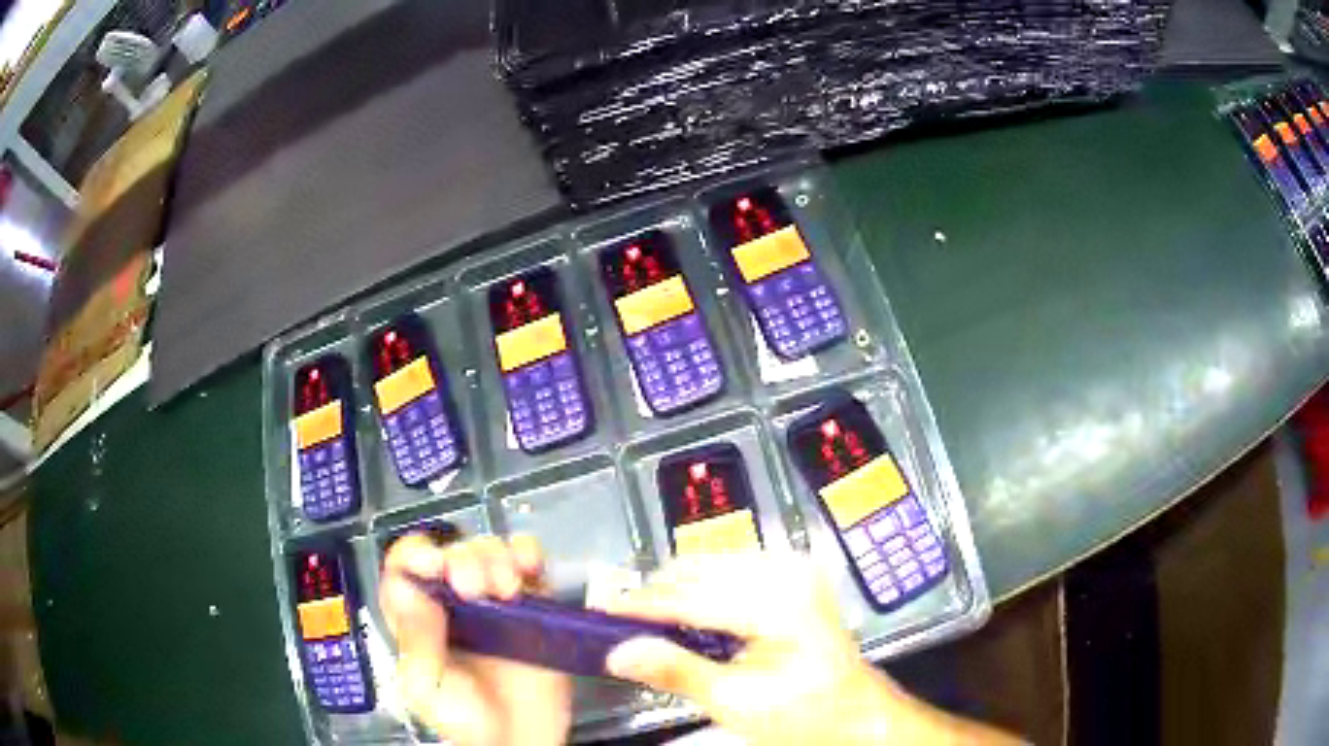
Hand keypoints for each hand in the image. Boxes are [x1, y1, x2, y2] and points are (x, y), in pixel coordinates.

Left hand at [380, 534, 571, 745]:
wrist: (523, 742)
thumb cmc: (466, 720)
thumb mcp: (426, 688)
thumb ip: (416, 641)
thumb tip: (405, 586)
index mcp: (417, 617)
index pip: (404, 567)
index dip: (416, 555)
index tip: (435, 565)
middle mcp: (452, 602)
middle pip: (451, 552)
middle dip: (463, 560)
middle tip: (474, 588)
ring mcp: (494, 601)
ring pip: (488, 550)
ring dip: (496, 557)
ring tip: (507, 590)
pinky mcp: (532, 604)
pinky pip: (530, 563)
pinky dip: (529, 553)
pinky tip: (530, 567)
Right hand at [601, 553, 1019, 745]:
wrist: (856, 711)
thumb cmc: (805, 714)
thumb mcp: (737, 704)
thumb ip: (677, 672)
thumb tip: (619, 652)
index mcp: (780, 603)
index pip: (691, 595)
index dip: (640, 604)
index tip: (601, 611)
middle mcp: (789, 572)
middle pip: (699, 570)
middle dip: (657, 596)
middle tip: (622, 624)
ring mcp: (794, 569)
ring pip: (712, 564)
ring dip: (677, 591)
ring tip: (652, 625)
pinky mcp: (794, 575)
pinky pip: (732, 569)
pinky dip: (702, 590)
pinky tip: (691, 618)